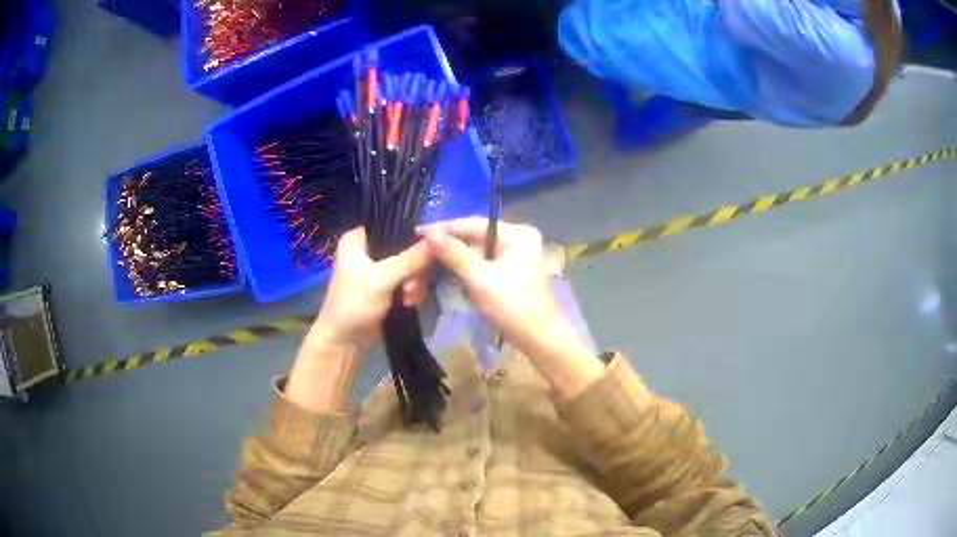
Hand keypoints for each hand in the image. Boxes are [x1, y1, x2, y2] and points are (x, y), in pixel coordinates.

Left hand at [310, 227, 431, 349]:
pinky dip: (412, 291)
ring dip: (414, 283)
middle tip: (409, 287)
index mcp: (358, 237)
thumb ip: (411, 258)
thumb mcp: (382, 278)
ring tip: (407, 299)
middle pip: (407, 246)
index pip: (393, 223)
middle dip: (414, 269)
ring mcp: (380, 268)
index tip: (429, 249)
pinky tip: (409, 303)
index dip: (413, 234)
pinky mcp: (389, 285)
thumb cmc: (353, 304)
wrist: (344, 341)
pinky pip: (410, 279)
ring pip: (412, 265)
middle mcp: (369, 248)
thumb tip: (440, 237)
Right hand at [420, 217, 562, 352]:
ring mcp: (517, 253)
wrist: (538, 338)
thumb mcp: (480, 279)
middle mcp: (519, 237)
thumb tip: (430, 234)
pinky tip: (447, 268)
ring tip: (428, 257)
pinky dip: (467, 266)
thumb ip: (454, 255)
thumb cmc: (512, 306)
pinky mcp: (512, 269)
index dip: (445, 228)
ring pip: (478, 250)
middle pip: (476, 236)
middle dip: (449, 244)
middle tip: (420, 246)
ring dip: (455, 256)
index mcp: (517, 234)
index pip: (474, 224)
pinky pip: (484, 261)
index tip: (418, 231)